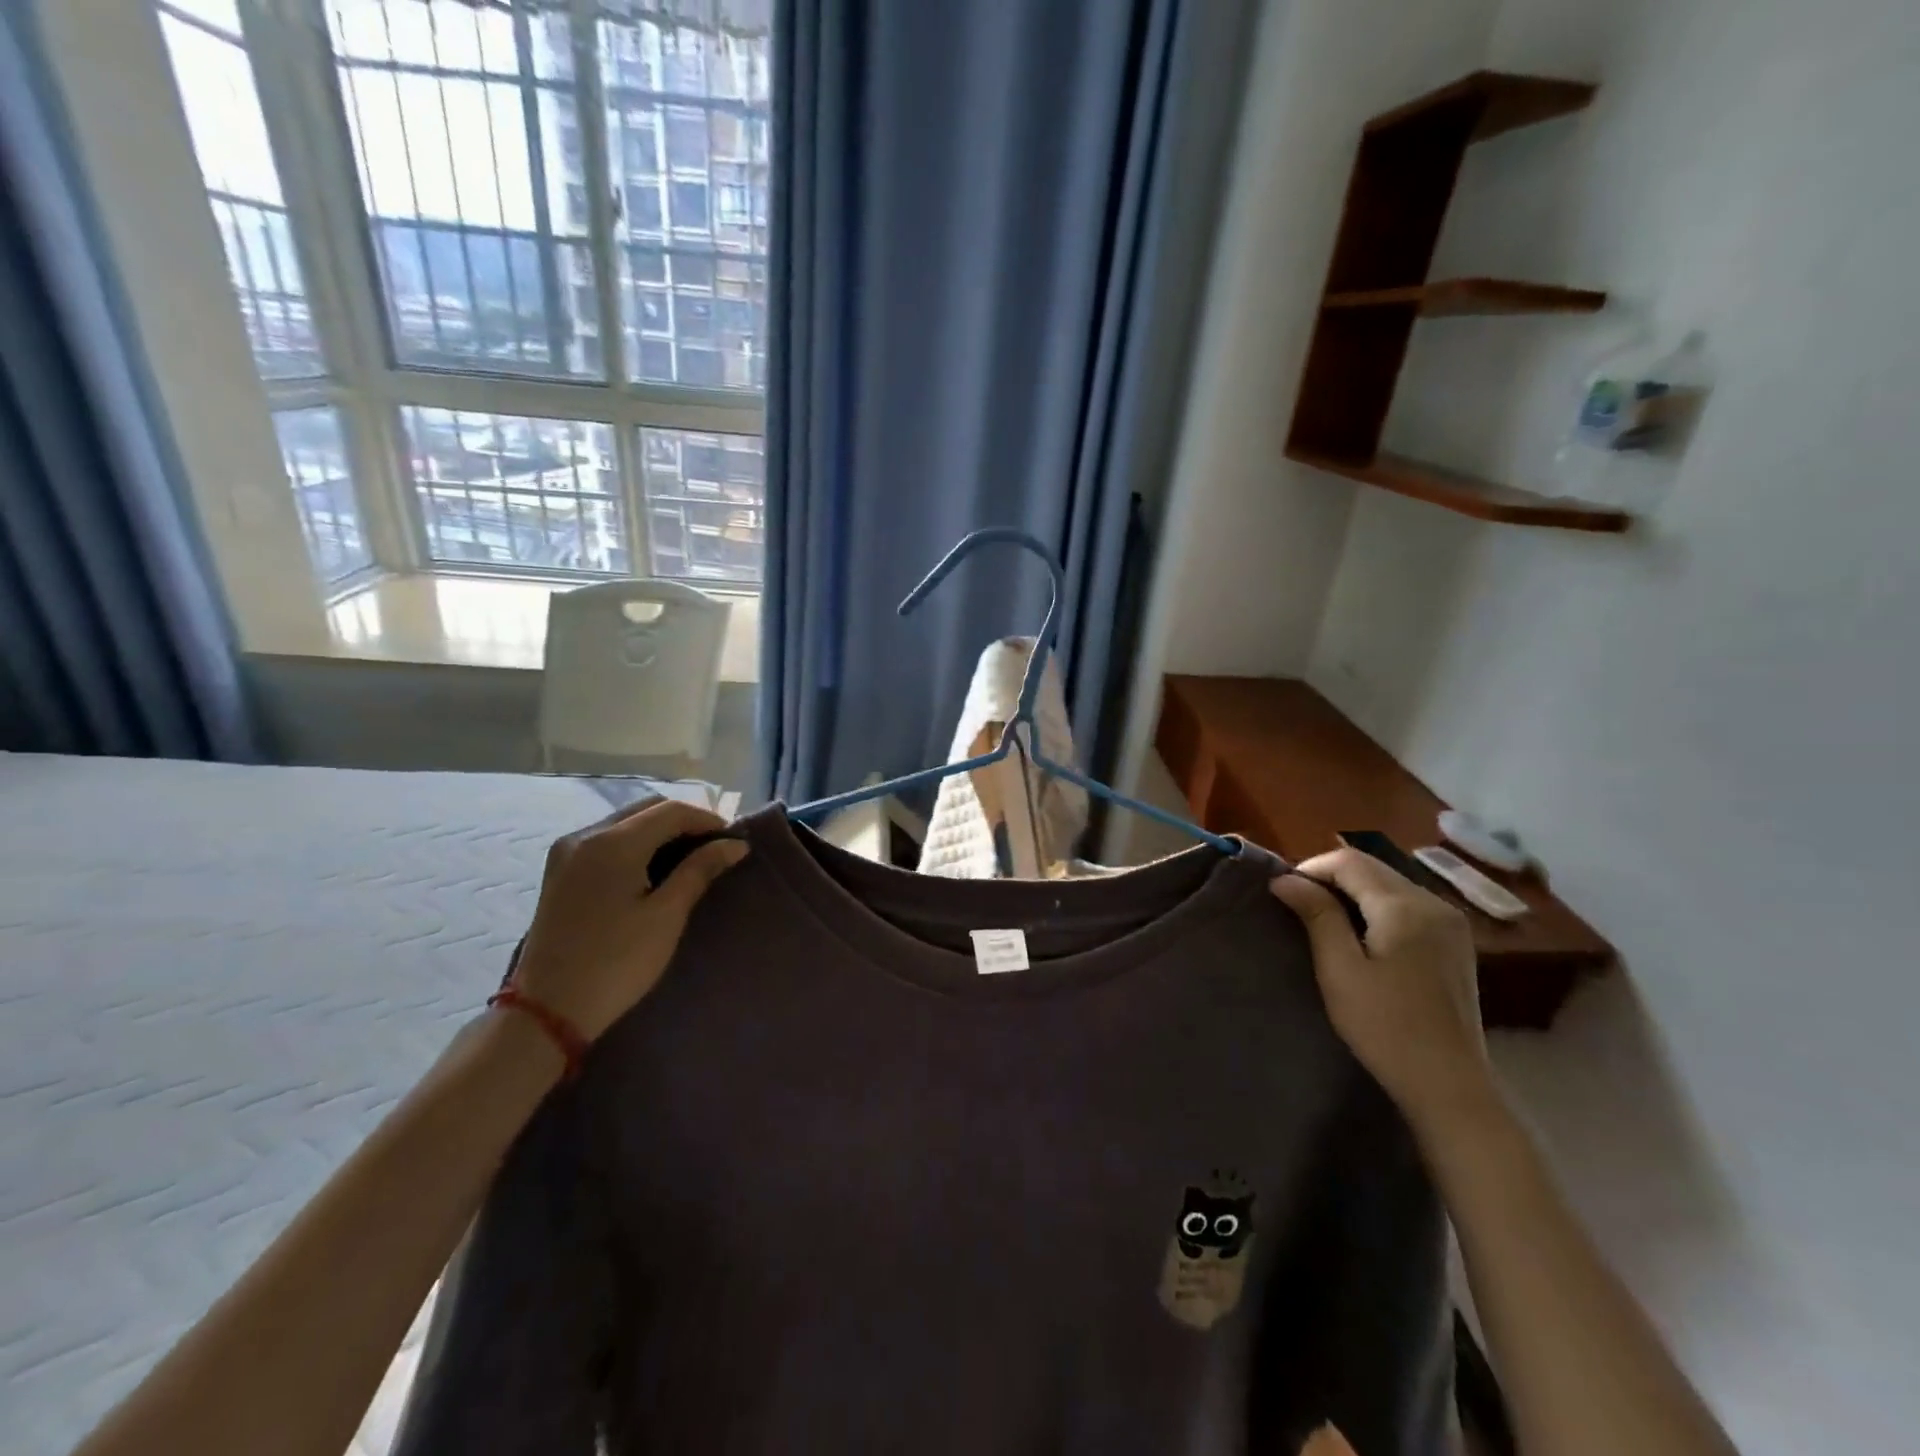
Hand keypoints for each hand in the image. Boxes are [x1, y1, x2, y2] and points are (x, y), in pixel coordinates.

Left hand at [510, 800, 747, 1041]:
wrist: (547, 1011)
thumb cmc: (616, 962)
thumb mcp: (666, 915)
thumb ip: (700, 870)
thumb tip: (734, 845)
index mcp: (612, 842)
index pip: (671, 811)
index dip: (707, 821)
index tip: (733, 843)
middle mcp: (585, 835)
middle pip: (646, 809)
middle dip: (684, 822)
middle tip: (714, 850)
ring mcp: (567, 852)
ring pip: (625, 823)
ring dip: (660, 832)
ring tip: (689, 860)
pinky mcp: (560, 871)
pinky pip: (607, 840)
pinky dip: (636, 844)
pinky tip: (653, 869)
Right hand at [1270, 848, 1498, 1139]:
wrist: (1447, 1085)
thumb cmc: (1384, 1026)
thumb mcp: (1339, 969)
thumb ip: (1316, 915)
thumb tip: (1285, 879)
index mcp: (1405, 906)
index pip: (1349, 861)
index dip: (1310, 869)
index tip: (1284, 893)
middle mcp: (1434, 903)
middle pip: (1372, 867)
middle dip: (1330, 877)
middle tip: (1298, 905)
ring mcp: (1450, 923)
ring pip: (1390, 884)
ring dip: (1353, 891)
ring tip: (1323, 919)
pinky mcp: (1455, 942)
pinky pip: (1407, 904)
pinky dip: (1376, 906)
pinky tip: (1361, 934)